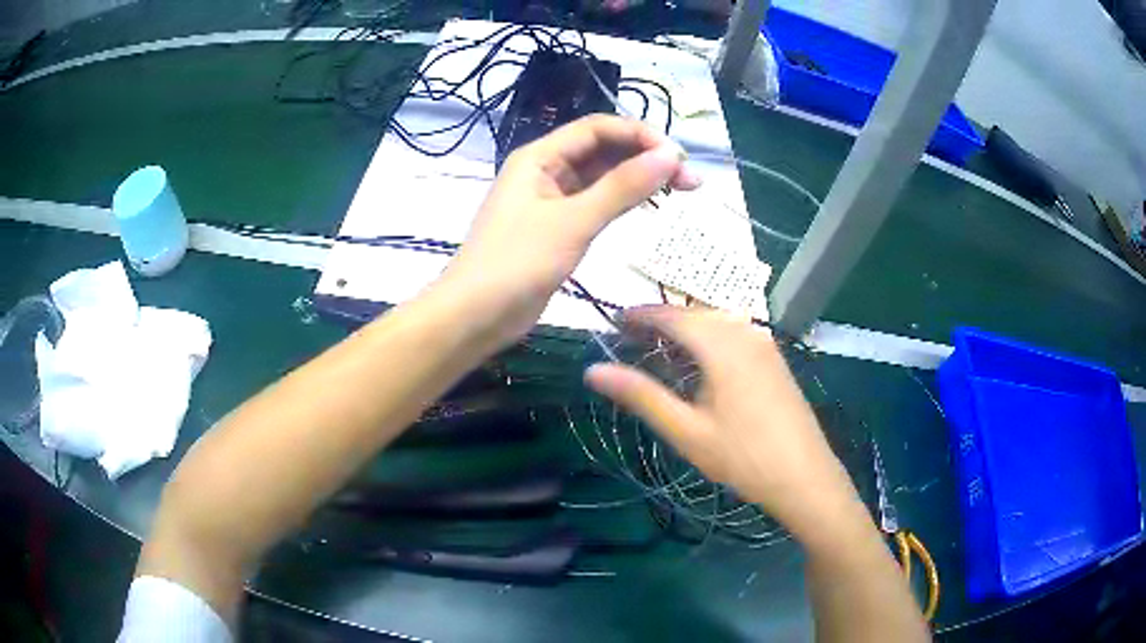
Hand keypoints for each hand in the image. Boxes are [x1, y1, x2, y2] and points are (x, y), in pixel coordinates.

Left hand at [438, 115, 699, 348]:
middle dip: (646, 158)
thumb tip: (670, 156)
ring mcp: (551, 200)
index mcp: (540, 157)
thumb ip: (622, 187)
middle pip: (604, 150)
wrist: (476, 316)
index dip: (640, 135)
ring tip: (682, 191)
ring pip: (603, 177)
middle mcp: (546, 171)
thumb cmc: (517, 263)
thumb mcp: (573, 221)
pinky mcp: (557, 227)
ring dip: (639, 179)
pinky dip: (623, 201)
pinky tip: (649, 206)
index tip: (678, 157)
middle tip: (691, 180)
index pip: (598, 128)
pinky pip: (596, 203)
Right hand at [584, 306, 861, 539]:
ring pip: (716, 322)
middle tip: (628, 340)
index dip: (639, 315)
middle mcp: (746, 332)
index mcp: (722, 344)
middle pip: (695, 314)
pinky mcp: (774, 359)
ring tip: (657, 350)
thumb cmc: (742, 457)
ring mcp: (765, 344)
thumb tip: (593, 370)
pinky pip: (734, 334)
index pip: (671, 315)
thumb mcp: (686, 431)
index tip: (611, 323)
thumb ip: (641, 396)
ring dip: (685, 329)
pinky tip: (699, 363)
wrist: (805, 477)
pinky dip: (708, 339)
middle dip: (660, 321)